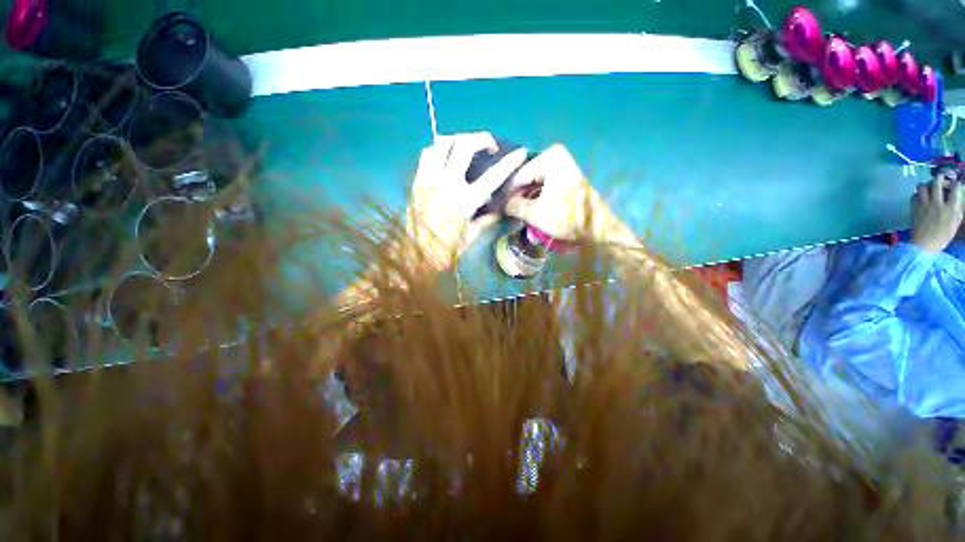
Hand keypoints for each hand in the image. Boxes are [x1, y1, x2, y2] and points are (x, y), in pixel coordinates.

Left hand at [406, 132, 527, 269]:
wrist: (413, 253)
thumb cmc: (444, 250)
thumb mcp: (469, 239)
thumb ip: (484, 222)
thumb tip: (497, 211)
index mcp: (466, 200)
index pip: (494, 176)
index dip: (510, 162)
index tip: (521, 152)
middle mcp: (448, 183)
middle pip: (465, 145)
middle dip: (482, 138)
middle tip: (489, 145)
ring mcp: (430, 178)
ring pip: (443, 143)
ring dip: (459, 139)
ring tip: (467, 146)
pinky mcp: (417, 180)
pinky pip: (427, 154)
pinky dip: (438, 149)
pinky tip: (445, 156)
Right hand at [503, 145, 633, 244]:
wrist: (597, 227)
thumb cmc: (567, 218)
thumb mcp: (535, 214)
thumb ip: (513, 206)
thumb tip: (501, 204)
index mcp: (549, 158)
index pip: (518, 176)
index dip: (507, 194)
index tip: (499, 208)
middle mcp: (555, 155)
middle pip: (526, 177)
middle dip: (516, 194)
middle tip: (507, 211)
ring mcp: (562, 164)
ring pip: (533, 181)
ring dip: (525, 197)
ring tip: (516, 212)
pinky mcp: (565, 175)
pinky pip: (543, 183)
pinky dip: (535, 196)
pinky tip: (529, 209)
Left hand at [911, 174, 962, 252]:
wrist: (923, 246)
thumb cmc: (942, 237)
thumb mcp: (955, 224)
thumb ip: (957, 211)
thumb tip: (958, 200)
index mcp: (950, 208)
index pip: (956, 188)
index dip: (956, 184)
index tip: (956, 184)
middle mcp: (937, 203)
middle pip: (937, 182)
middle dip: (940, 177)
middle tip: (942, 179)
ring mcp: (923, 205)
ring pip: (923, 186)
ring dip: (927, 185)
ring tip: (930, 189)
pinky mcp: (913, 208)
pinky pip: (914, 195)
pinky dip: (917, 194)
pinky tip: (921, 198)